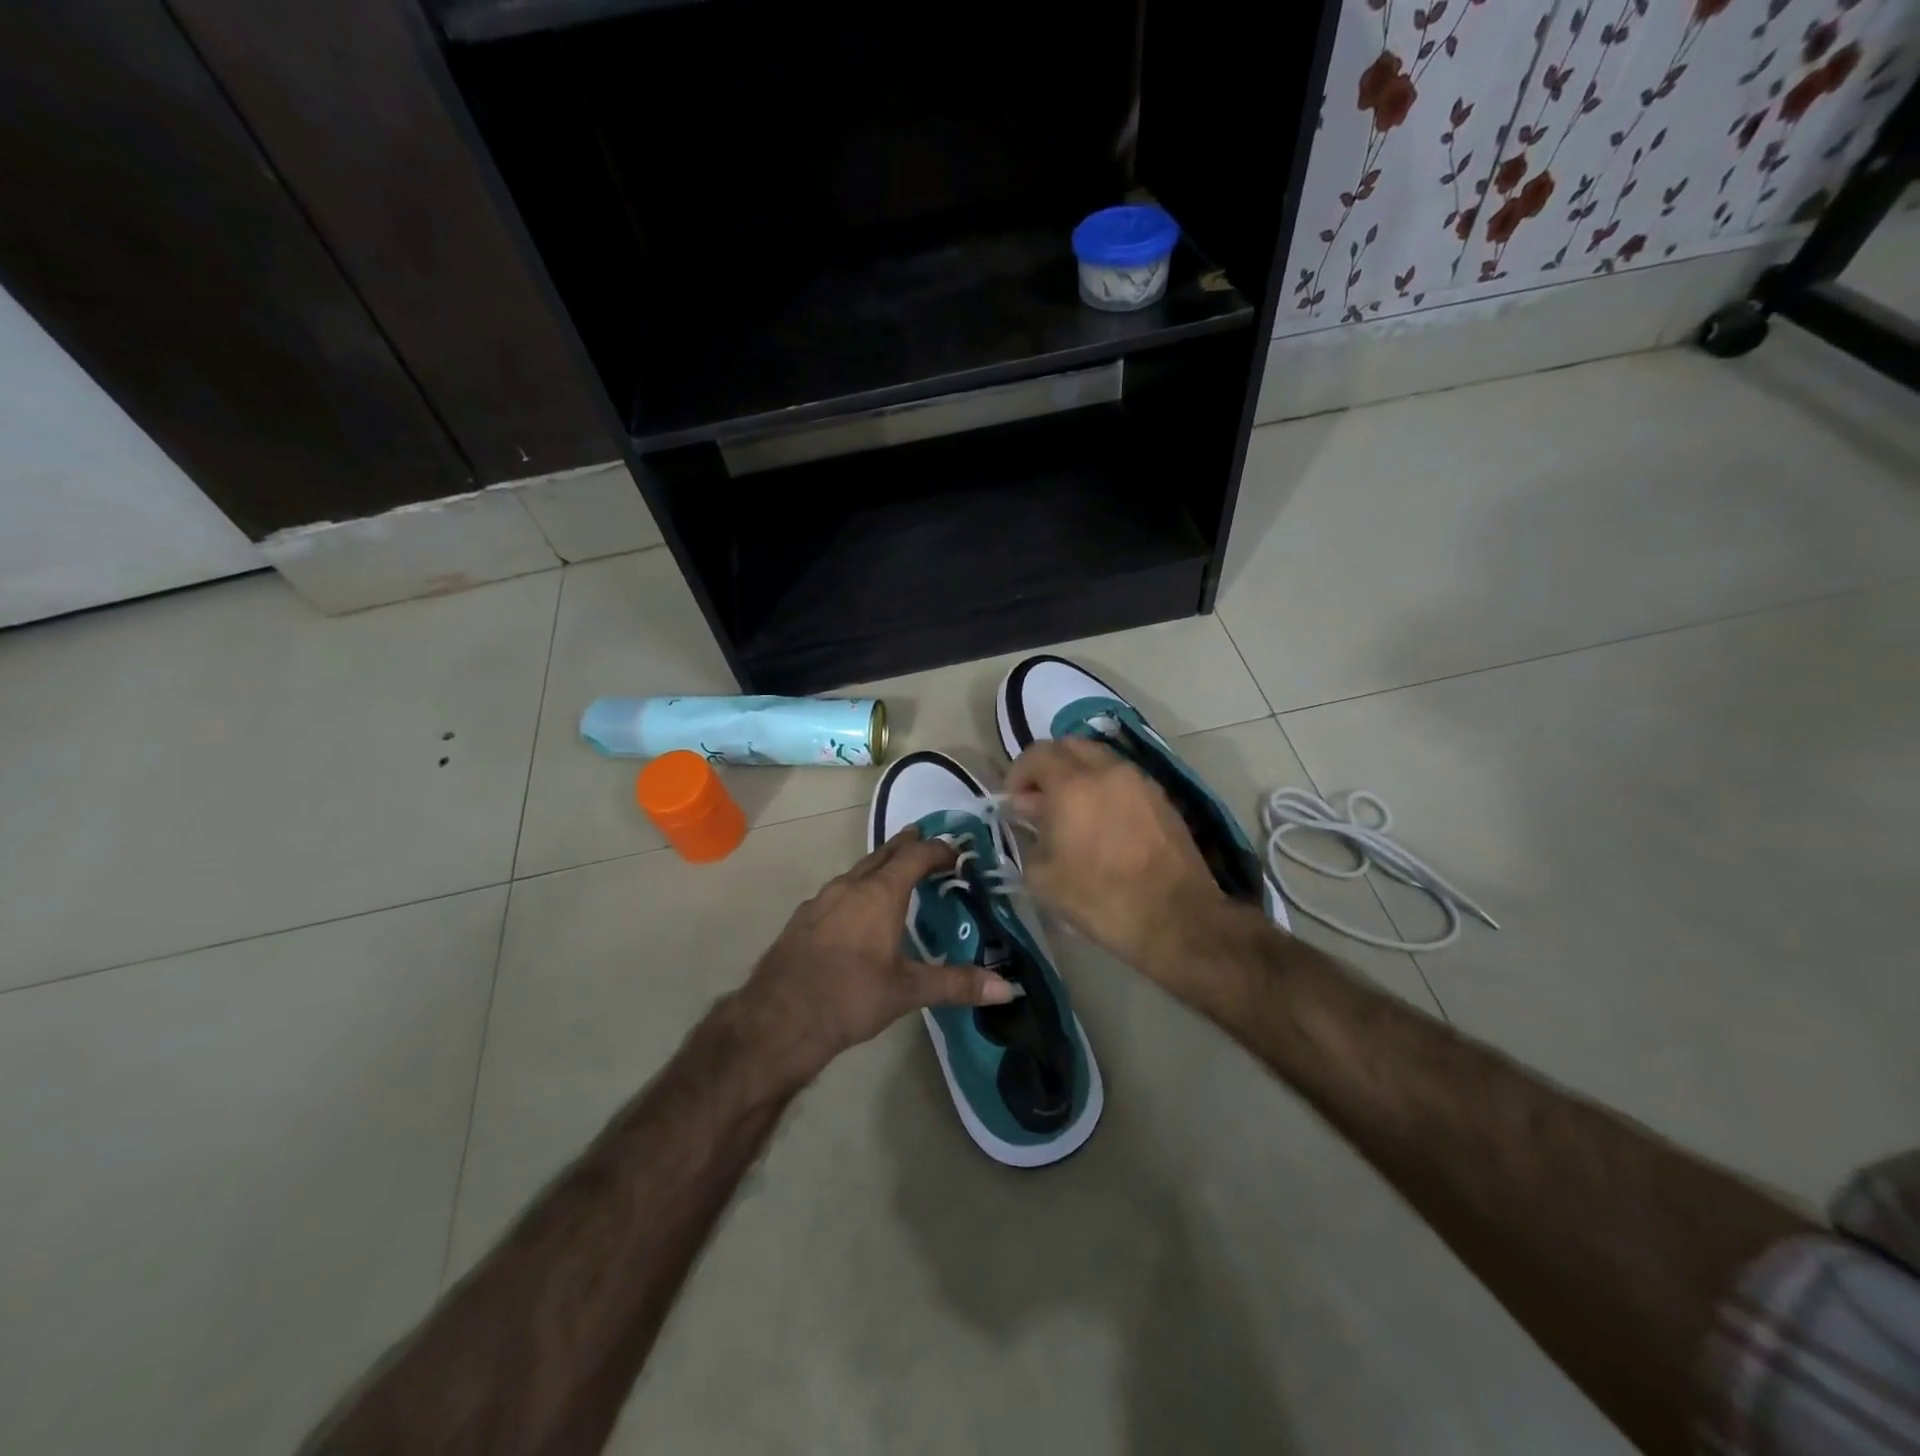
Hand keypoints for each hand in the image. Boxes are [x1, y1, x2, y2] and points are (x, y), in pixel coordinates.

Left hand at [735, 828, 1018, 1078]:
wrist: (777, 1020)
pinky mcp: (803, 918)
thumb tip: (1007, 989)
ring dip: (880, 866)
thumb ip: (956, 984)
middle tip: (925, 839)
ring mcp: (821, 900)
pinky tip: (857, 910)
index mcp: (879, 893)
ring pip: (857, 871)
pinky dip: (857, 888)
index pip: (915, 856)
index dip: (938, 850)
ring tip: (895, 873)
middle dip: (906, 846)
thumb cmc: (849, 997)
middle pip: (883, 854)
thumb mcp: (908, 991)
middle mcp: (849, 886)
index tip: (956, 852)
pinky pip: (838, 891)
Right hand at [1004, 737, 1227, 978]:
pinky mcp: (1161, 797)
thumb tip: (1033, 817)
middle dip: (1048, 766)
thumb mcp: (1044, 878)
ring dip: (1078, 774)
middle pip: (1070, 746)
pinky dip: (1105, 787)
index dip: (1018, 773)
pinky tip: (1102, 820)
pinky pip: (1123, 778)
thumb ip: (1030, 837)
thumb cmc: (1101, 899)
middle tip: (1039, 799)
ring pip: (1099, 759)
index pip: (1037, 754)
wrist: (1176, 918)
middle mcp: (1107, 771)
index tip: (1013, 799)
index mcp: (1073, 785)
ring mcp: (1139, 781)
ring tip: (1072, 810)